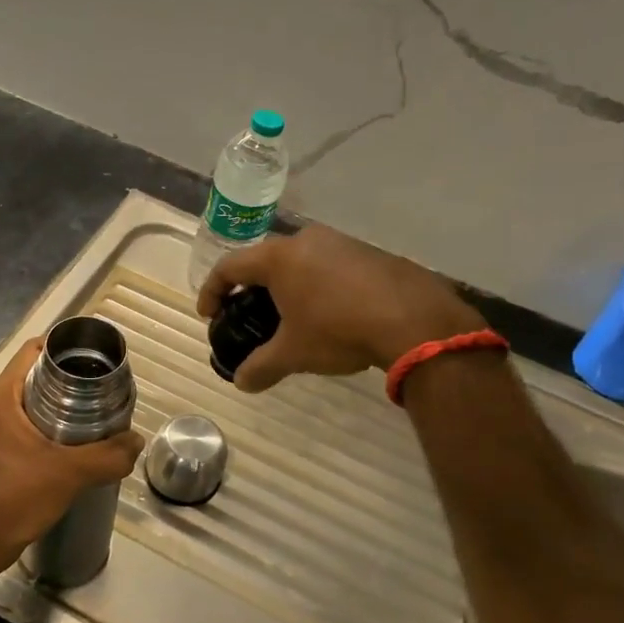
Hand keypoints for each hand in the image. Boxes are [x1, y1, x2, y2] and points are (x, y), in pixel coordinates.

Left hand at [0, 339, 144, 568]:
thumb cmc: (16, 498)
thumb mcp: (70, 473)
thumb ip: (108, 455)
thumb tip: (136, 440)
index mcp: (2, 397)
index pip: (33, 350)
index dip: (65, 346)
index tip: (97, 356)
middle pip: (36, 374)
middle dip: (71, 376)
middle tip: (105, 386)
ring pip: (34, 400)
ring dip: (64, 402)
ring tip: (98, 411)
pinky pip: (29, 423)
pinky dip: (53, 423)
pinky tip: (78, 440)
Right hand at [196, 224, 485, 392]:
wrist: (414, 320)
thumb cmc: (339, 330)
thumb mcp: (294, 353)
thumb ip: (261, 366)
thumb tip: (242, 382)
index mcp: (279, 257)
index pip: (230, 267)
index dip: (213, 291)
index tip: (209, 314)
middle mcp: (307, 239)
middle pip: (266, 261)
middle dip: (253, 289)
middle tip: (249, 315)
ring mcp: (341, 242)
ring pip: (301, 261)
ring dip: (289, 286)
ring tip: (292, 317)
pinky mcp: (369, 252)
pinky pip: (330, 265)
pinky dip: (319, 286)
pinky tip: (331, 313)